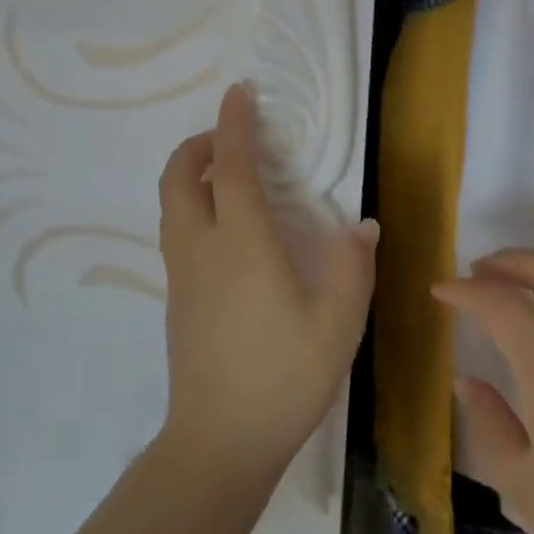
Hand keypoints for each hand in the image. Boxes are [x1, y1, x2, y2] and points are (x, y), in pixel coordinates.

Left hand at [155, 84, 377, 476]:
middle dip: (198, 144)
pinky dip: (190, 205)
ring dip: (190, 174)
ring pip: (170, 203)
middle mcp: (201, 247)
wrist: (219, 441)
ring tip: (227, 177)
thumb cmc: (283, 378)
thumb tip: (362, 225)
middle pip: (178, 175)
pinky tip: (225, 230)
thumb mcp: (338, 325)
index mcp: (241, 243)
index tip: (238, 92)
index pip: (230, 166)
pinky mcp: (175, 297)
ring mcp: (180, 273)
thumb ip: (352, 268)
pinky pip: (175, 230)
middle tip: (230, 139)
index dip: (234, 124)